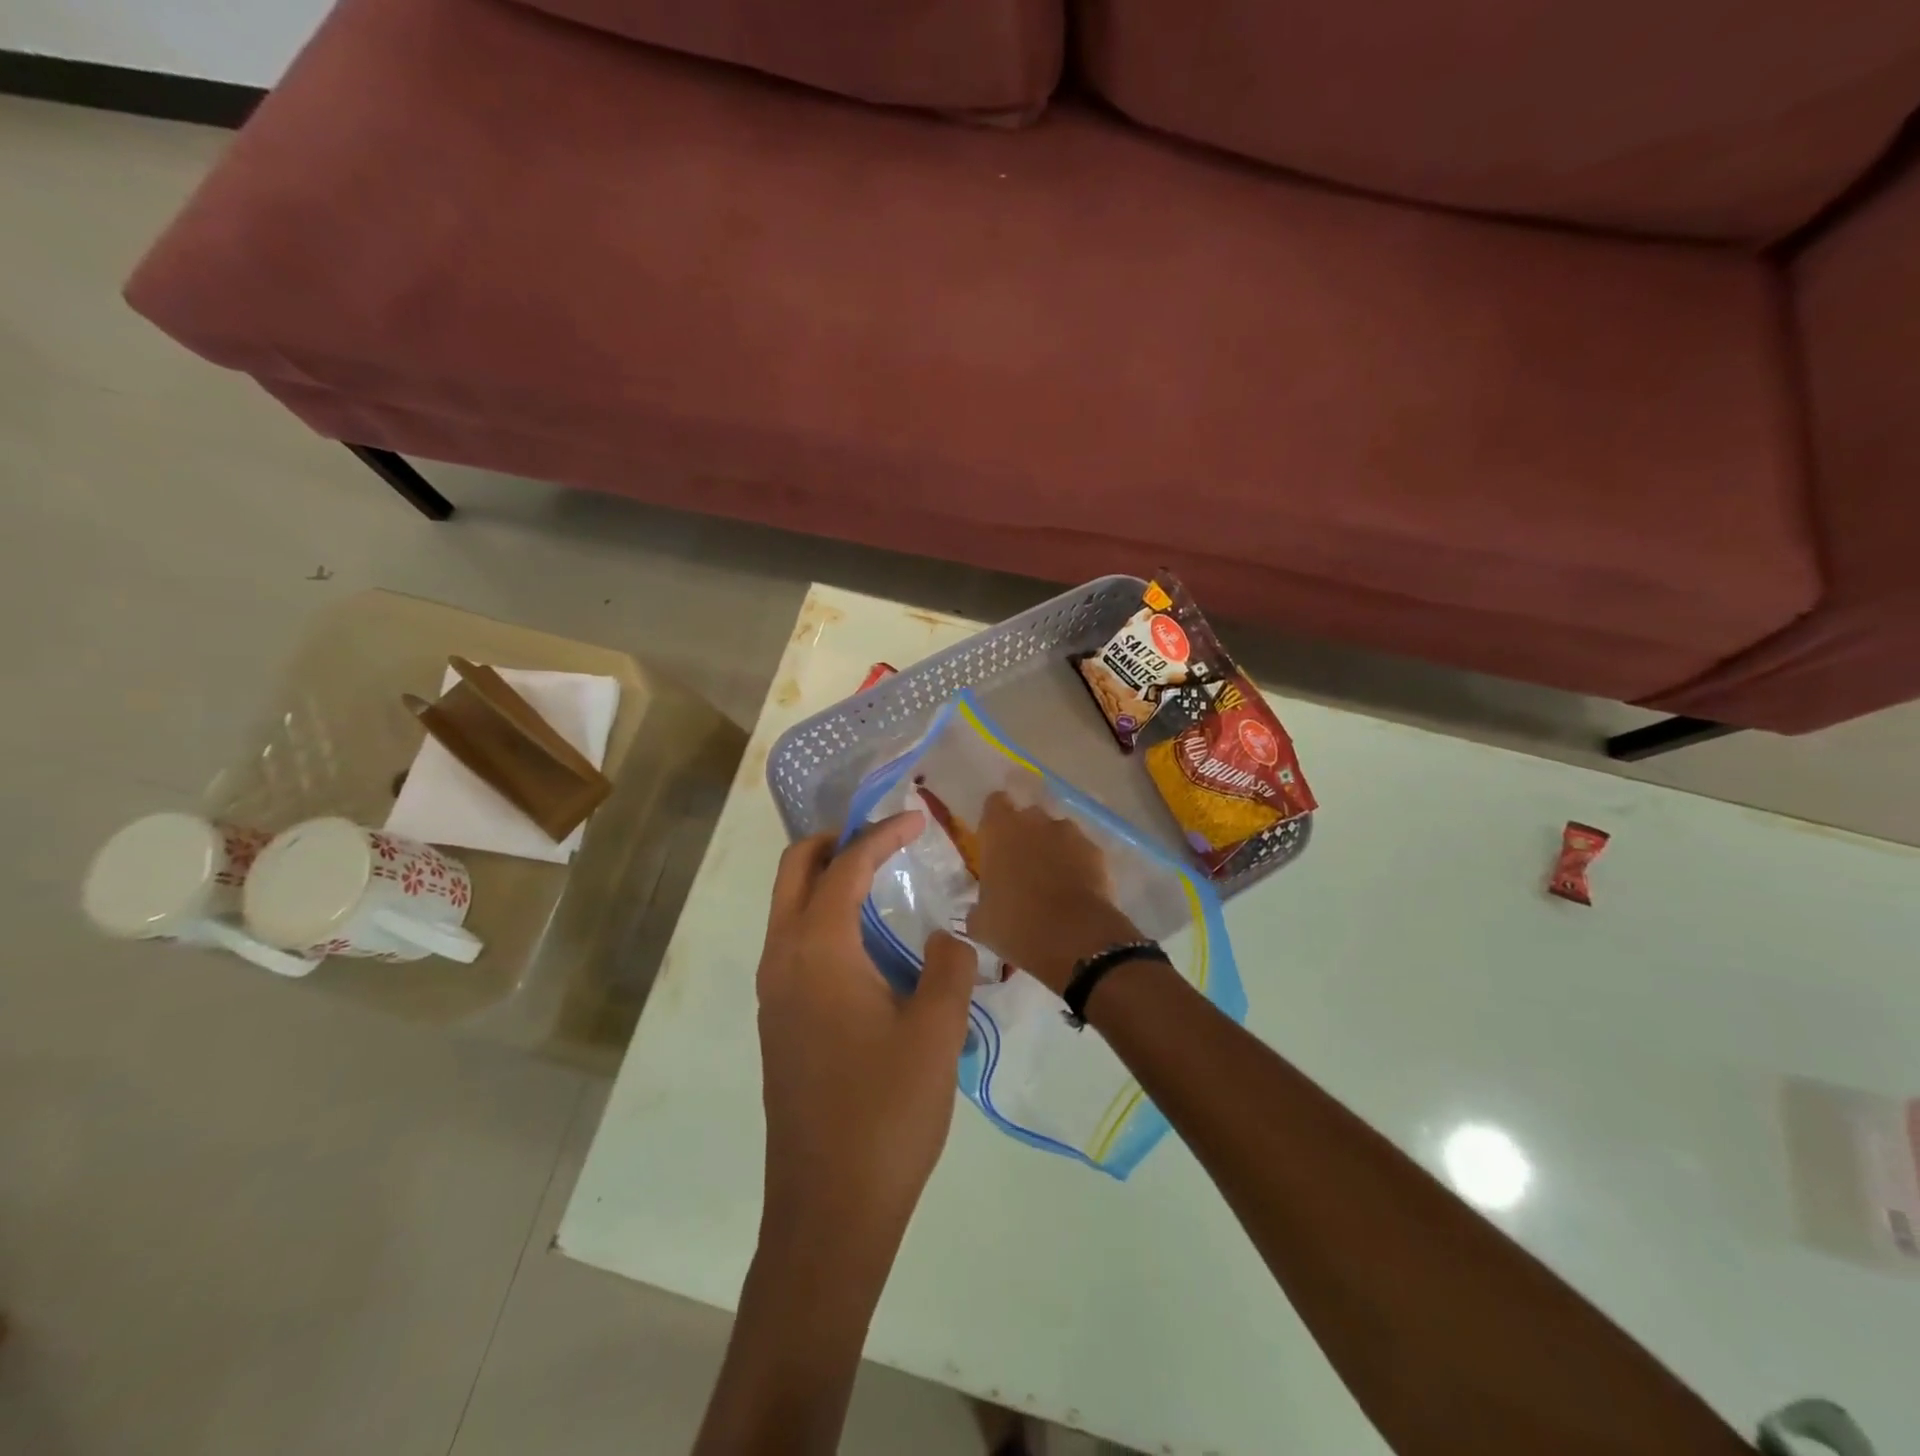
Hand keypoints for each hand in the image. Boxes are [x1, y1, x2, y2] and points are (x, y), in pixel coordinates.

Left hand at [756, 813, 977, 1263]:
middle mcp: (782, 960)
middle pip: (794, 871)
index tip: (918, 818)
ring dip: (825, 879)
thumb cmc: (886, 1112)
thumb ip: (949, 966)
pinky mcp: (778, 1023)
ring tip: (879, 878)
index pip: (846, 866)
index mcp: (817, 950)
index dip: (882, 834)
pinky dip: (822, 917)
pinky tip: (867, 943)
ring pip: (788, 908)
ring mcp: (773, 994)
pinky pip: (793, 944)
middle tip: (883, 834)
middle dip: (835, 841)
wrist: (829, 1209)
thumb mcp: (936, 1031)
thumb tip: (948, 936)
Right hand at [969, 789, 1140, 994]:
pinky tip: (1076, 891)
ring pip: (1058, 833)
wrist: (1074, 938)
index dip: (995, 820)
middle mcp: (1036, 821)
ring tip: (1052, 880)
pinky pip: (1082, 852)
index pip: (995, 803)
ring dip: (1053, 848)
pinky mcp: (1096, 852)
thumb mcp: (981, 922)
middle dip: (1026, 834)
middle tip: (1021, 865)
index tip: (993, 841)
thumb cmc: (1016, 925)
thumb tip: (979, 911)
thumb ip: (978, 907)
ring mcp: (1070, 834)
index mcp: (1000, 830)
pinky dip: (1078, 865)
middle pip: (1029, 816)